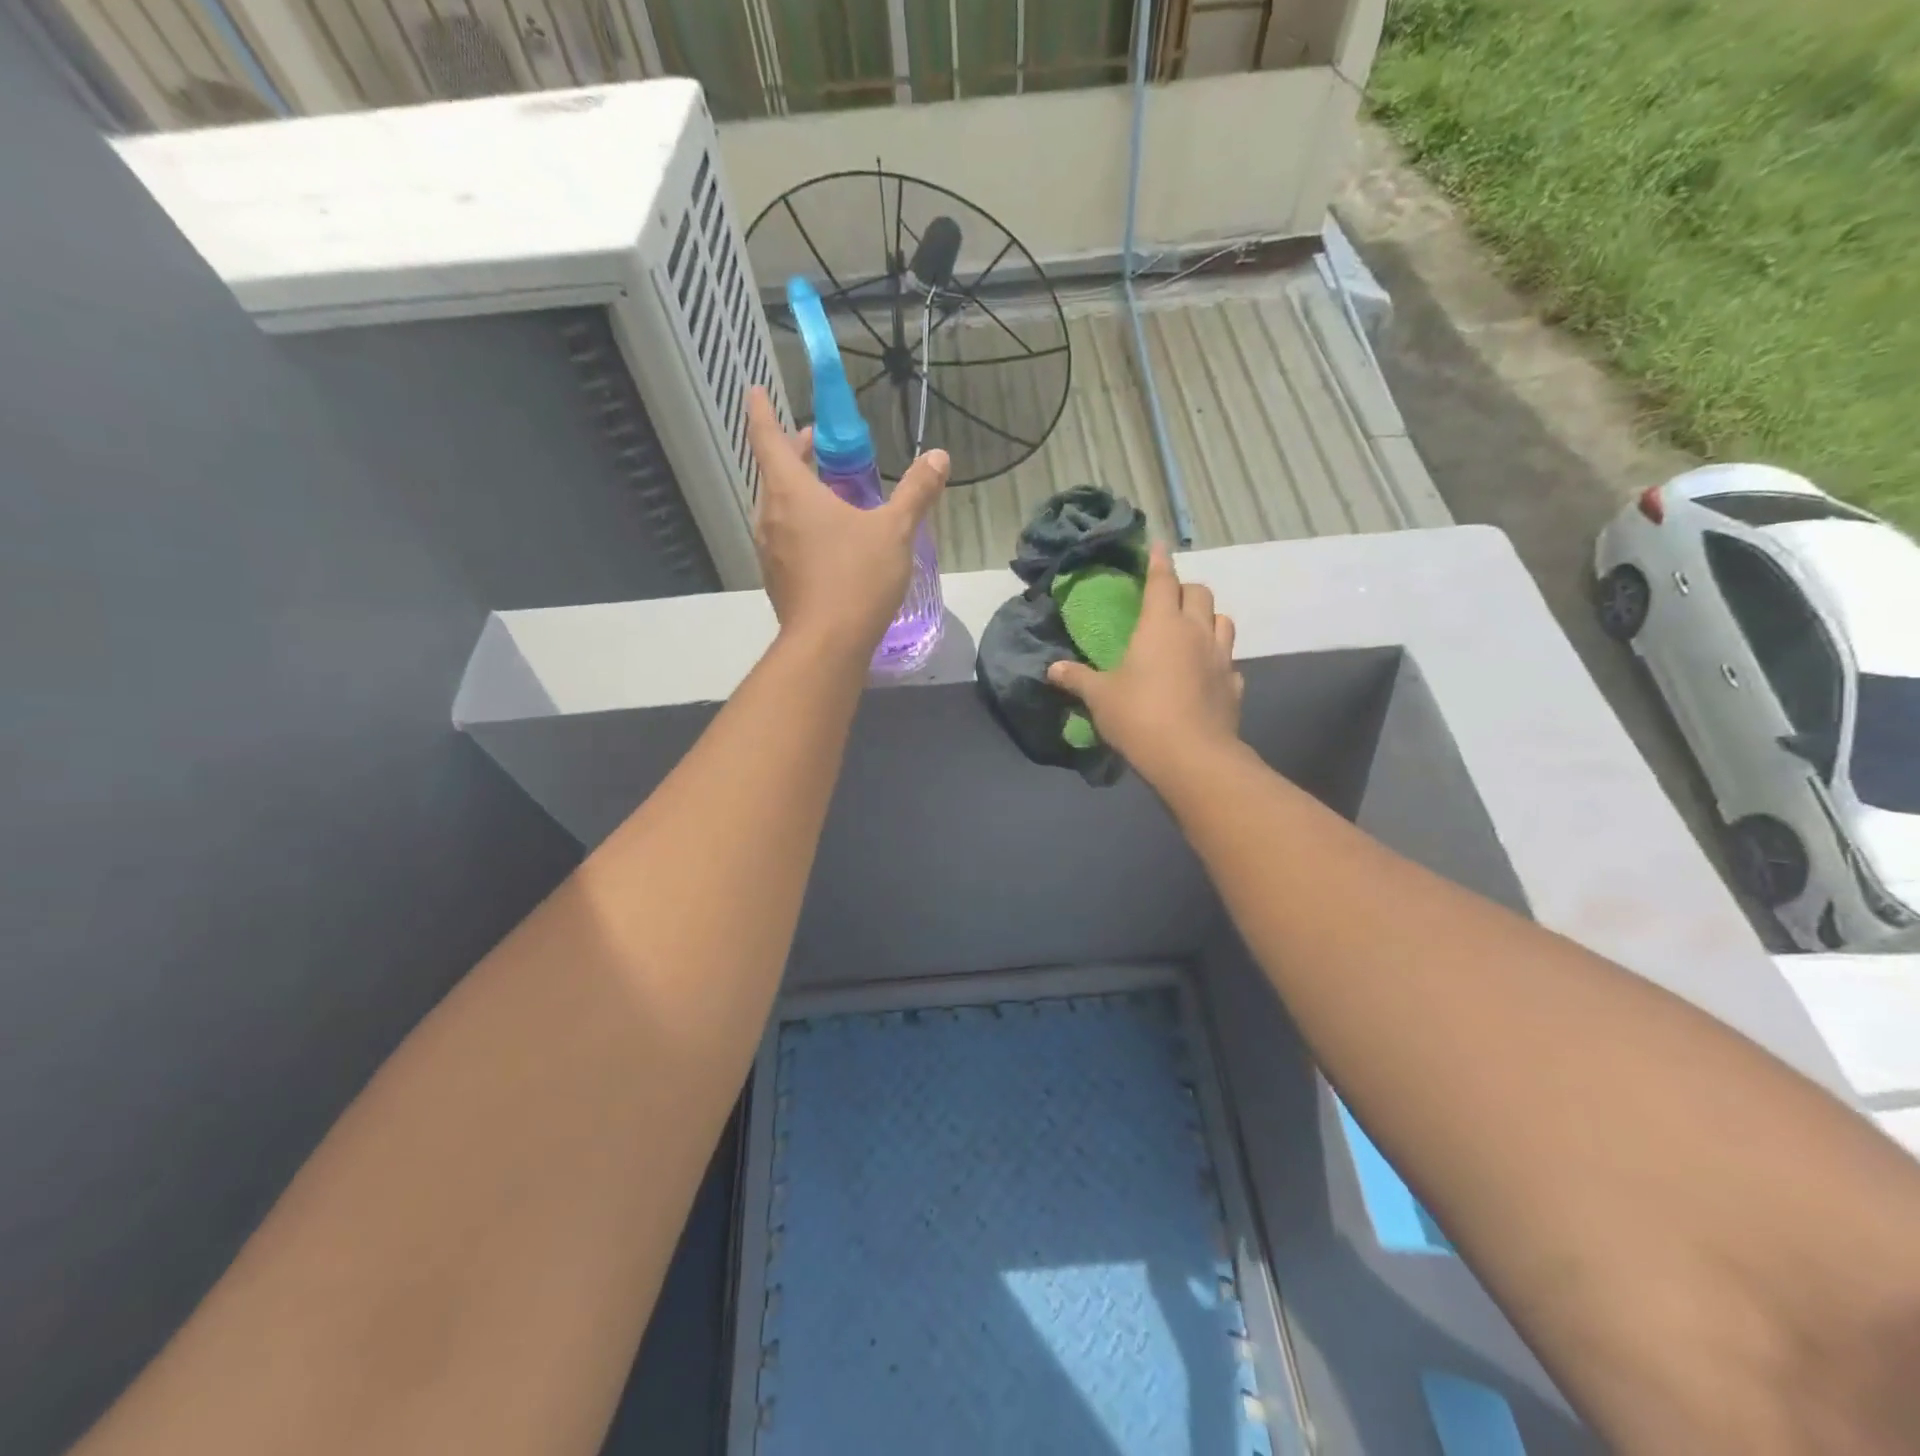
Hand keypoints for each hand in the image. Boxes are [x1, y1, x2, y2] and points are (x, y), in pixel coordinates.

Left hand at [747, 388, 948, 657]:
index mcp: (790, 491)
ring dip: (798, 491)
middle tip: (819, 444)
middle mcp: (770, 515)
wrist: (827, 645)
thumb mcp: (895, 531)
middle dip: (794, 453)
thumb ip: (916, 493)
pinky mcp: (777, 579)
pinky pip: (785, 537)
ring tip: (831, 491)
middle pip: (774, 472)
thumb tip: (939, 457)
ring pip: (778, 507)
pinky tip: (830, 540)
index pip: (767, 437)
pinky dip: (801, 524)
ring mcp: (769, 550)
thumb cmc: (857, 578)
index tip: (756, 391)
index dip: (761, 411)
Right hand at [1047, 545, 1243, 781]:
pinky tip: (1206, 673)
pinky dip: (1219, 660)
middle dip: (1185, 589)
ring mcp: (1221, 658)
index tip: (1158, 545)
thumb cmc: (1139, 716)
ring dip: (1208, 618)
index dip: (1159, 561)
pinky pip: (1229, 661)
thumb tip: (1052, 668)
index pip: (1163, 581)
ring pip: (1223, 621)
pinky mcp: (1234, 685)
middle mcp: (1195, 632)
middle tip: (1169, 599)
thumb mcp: (1099, 698)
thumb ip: (1077, 678)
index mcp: (1161, 625)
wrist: (1191, 757)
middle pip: (1199, 593)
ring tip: (1193, 630)